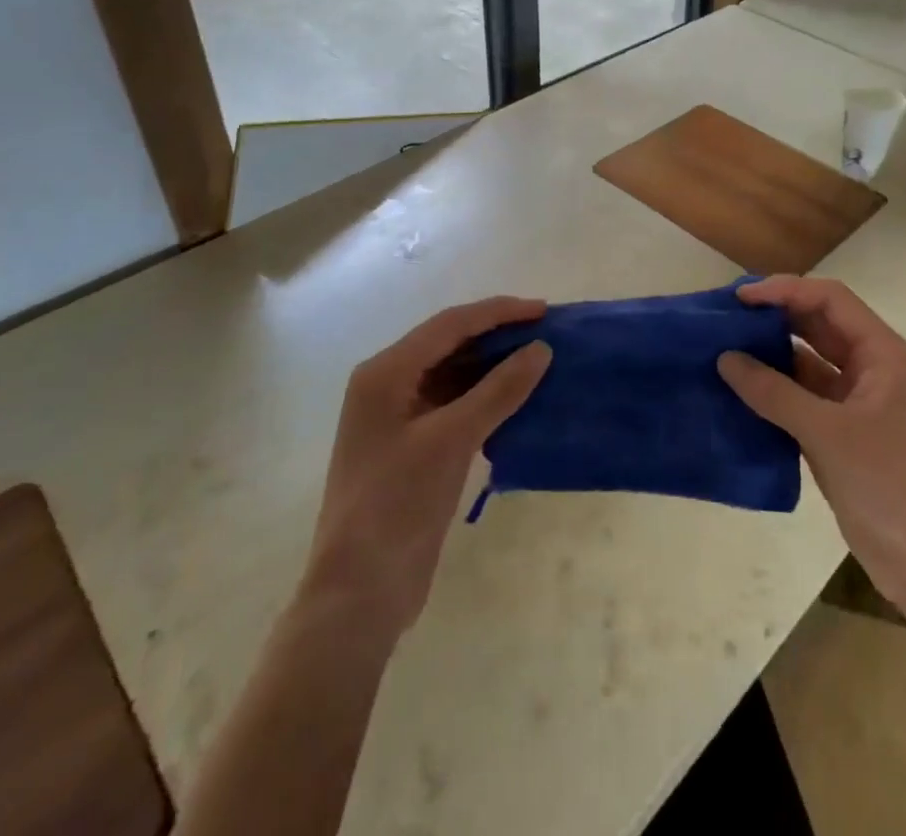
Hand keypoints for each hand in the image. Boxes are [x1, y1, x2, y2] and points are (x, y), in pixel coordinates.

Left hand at [303, 297, 550, 634]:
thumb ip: (498, 390)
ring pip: (453, 374)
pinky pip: (454, 405)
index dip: (498, 313)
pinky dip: (485, 397)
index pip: (450, 325)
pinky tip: (517, 399)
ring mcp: (399, 417)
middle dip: (497, 336)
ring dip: (494, 367)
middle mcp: (388, 385)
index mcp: (386, 373)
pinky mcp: (413, 446)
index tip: (543, 311)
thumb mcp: (451, 441)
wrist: (359, 594)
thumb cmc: (396, 505)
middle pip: (450, 344)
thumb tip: (540, 350)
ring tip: (539, 360)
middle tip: (547, 333)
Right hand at [718, 277, 905, 616]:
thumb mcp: (829, 433)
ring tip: (724, 349)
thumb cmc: (891, 484)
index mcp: (883, 353)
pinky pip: (803, 397)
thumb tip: (725, 359)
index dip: (786, 290)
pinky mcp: (842, 432)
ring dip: (771, 354)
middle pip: (818, 325)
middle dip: (775, 317)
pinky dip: (774, 391)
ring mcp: (857, 401)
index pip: (830, 300)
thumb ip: (774, 393)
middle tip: (726, 318)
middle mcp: (871, 368)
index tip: (741, 298)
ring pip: (808, 361)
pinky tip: (740, 391)